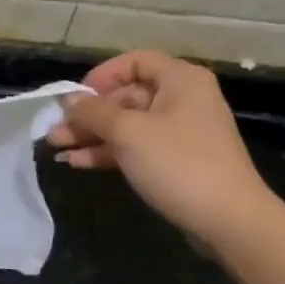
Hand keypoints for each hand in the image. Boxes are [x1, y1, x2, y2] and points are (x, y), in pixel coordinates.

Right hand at [45, 50, 276, 249]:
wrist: (229, 222)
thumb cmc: (178, 164)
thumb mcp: (128, 133)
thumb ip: (93, 112)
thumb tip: (68, 101)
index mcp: (180, 80)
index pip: (134, 62)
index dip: (101, 76)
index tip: (75, 98)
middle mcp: (183, 99)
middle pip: (127, 96)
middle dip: (88, 114)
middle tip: (55, 130)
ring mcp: (182, 133)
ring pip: (128, 125)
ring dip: (92, 135)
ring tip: (56, 148)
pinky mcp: (178, 162)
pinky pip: (137, 147)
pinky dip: (109, 152)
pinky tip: (79, 163)